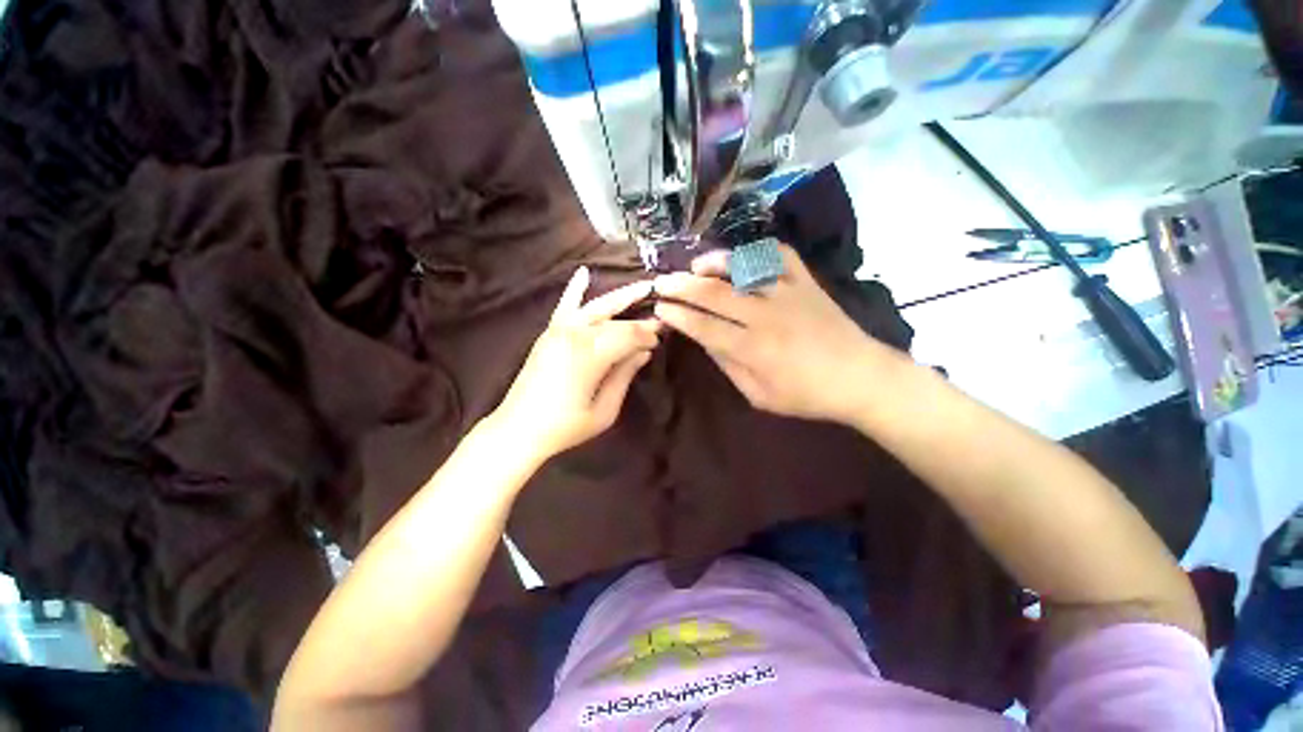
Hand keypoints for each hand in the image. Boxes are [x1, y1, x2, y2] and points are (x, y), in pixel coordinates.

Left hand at [492, 267, 659, 460]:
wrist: (519, 429)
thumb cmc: (566, 426)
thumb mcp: (605, 410)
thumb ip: (624, 375)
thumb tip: (643, 352)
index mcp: (590, 355)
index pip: (629, 335)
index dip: (647, 335)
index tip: (660, 340)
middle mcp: (574, 335)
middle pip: (615, 320)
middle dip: (639, 320)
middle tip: (660, 318)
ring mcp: (558, 331)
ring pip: (596, 308)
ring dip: (620, 297)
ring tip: (643, 287)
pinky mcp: (549, 333)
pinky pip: (565, 305)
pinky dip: (574, 288)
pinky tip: (583, 272)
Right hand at [653, 245, 897, 423]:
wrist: (859, 377)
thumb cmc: (806, 395)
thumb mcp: (759, 396)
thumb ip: (728, 366)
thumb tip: (704, 339)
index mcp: (753, 349)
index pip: (704, 327)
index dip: (677, 316)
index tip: (659, 309)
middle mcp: (765, 316)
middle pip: (714, 294)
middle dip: (681, 286)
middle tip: (661, 282)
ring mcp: (788, 293)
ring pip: (743, 268)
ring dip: (713, 263)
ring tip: (695, 265)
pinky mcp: (806, 282)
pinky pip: (779, 255)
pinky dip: (757, 251)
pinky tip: (742, 258)